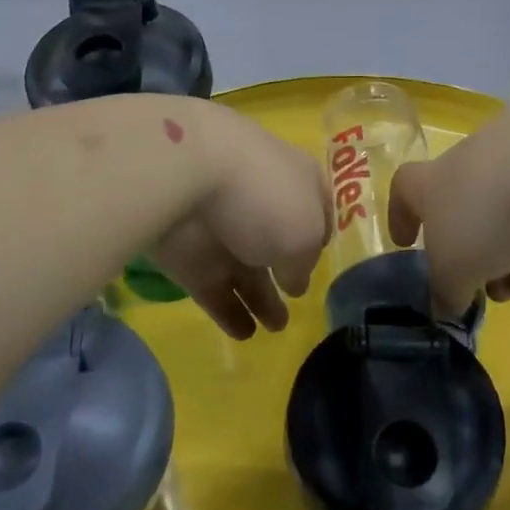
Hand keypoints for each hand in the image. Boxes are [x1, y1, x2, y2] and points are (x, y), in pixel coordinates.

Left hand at [148, 101, 331, 339]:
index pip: (315, 209)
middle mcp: (261, 203)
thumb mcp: (304, 234)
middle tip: (296, 302)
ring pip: (246, 270)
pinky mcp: (190, 257)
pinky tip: (244, 333)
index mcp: (296, 182)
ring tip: (275, 329)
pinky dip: (228, 310)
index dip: (319, 235)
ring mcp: (223, 230)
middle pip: (278, 243)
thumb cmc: (264, 195)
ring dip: (261, 299)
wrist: (186, 176)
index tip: (322, 259)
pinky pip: (214, 289)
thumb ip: (304, 264)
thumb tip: (294, 281)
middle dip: (288, 272)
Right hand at [390, 110, 509, 315]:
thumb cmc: (483, 215)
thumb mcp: (452, 268)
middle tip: (470, 285)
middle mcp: (472, 168)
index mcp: (434, 180)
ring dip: (503, 260)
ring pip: (505, 221)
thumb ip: (446, 290)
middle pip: (462, 210)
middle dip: (466, 252)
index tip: (404, 243)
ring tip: (508, 294)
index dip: (400, 215)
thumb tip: (445, 307)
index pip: (405, 188)